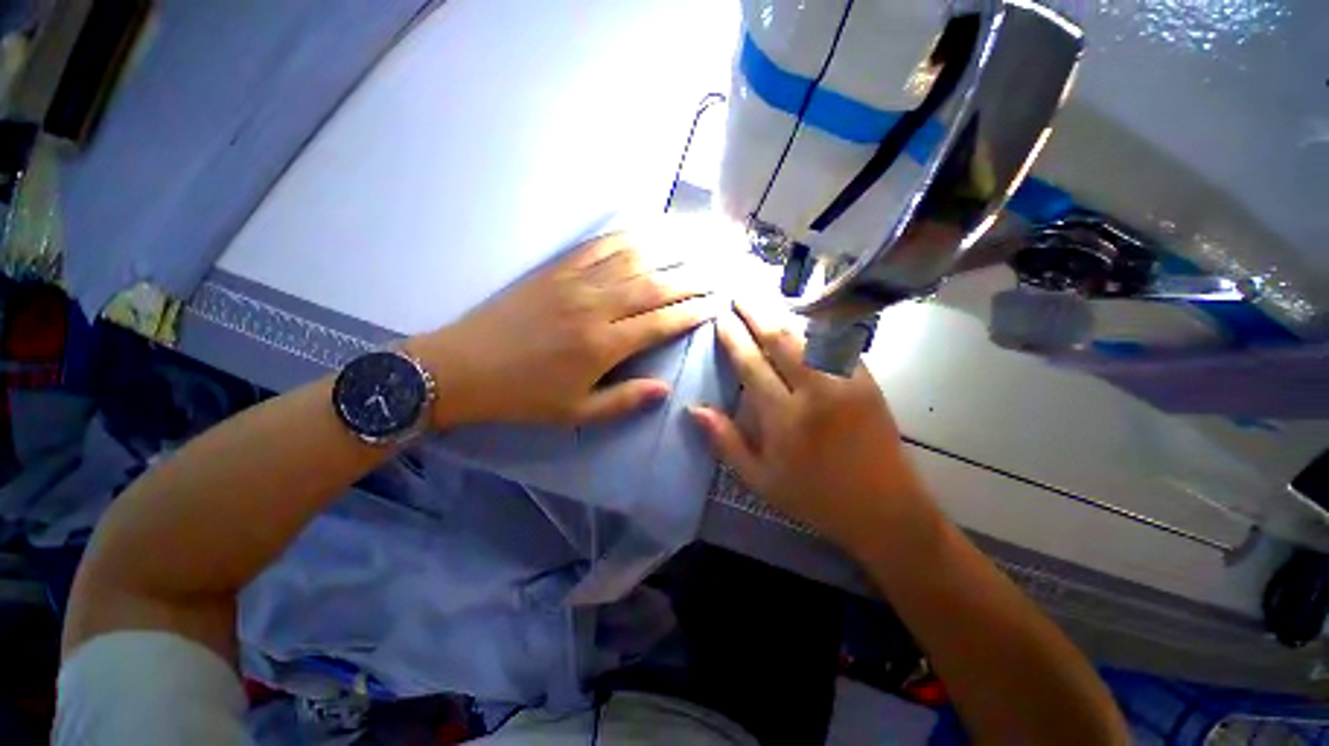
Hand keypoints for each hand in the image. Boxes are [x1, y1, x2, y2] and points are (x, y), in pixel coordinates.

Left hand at [410, 233, 712, 427]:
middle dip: (693, 276)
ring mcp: (575, 282)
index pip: (661, 322)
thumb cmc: (524, 396)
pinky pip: (599, 245)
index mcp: (602, 345)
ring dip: (669, 246)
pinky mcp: (556, 269)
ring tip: (698, 238)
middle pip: (655, 284)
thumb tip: (665, 389)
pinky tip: (648, 229)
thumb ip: (624, 401)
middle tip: (720, 267)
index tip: (718, 302)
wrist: (463, 367)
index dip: (692, 311)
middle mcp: (596, 307)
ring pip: (633, 257)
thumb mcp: (576, 411)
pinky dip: (628, 235)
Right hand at [691, 302, 939, 551]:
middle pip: (780, 340)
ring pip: (809, 336)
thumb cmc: (815, 498)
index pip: (751, 364)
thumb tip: (693, 409)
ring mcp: (847, 383)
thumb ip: (725, 442)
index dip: (733, 338)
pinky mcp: (868, 381)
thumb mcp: (760, 480)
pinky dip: (816, 328)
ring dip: (783, 315)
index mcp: (785, 418)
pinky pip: (837, 344)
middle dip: (755, 313)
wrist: (885, 510)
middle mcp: (815, 392)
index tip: (721, 318)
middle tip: (738, 295)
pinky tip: (802, 320)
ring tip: (764, 303)